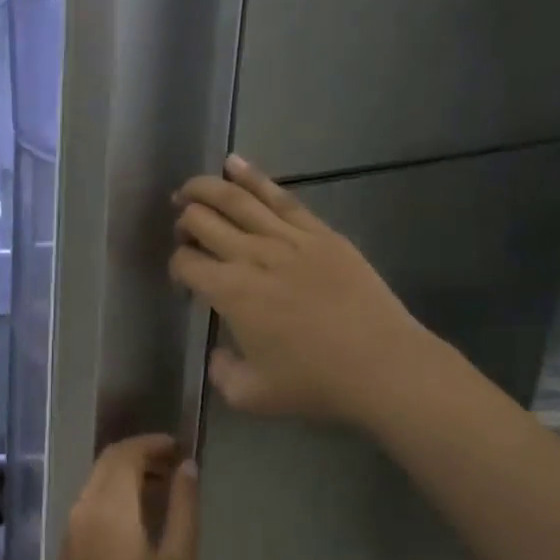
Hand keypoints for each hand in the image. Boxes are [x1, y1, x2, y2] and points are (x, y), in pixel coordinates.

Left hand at [55, 435, 200, 559]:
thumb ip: (184, 507)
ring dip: (126, 474)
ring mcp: (70, 528)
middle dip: (139, 455)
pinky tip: (139, 517)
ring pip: (97, 481)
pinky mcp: (67, 547)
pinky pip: (90, 503)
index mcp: (109, 508)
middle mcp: (83, 508)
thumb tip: (187, 466)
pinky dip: (113, 494)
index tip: (180, 447)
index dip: (152, 443)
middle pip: (107, 462)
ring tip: (163, 489)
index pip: (125, 453)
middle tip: (174, 465)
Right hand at [169, 154, 431, 424]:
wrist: (382, 366)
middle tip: (182, 230)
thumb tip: (217, 353)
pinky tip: (233, 164)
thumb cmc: (314, 383)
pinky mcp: (319, 232)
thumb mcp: (251, 395)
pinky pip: (279, 196)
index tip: (184, 281)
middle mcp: (251, 256)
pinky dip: (252, 177)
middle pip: (202, 221)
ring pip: (236, 199)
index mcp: (229, 292)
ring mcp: (287, 238)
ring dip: (205, 189)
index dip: (176, 267)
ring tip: (189, 189)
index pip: (186, 262)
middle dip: (184, 222)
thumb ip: (221, 373)